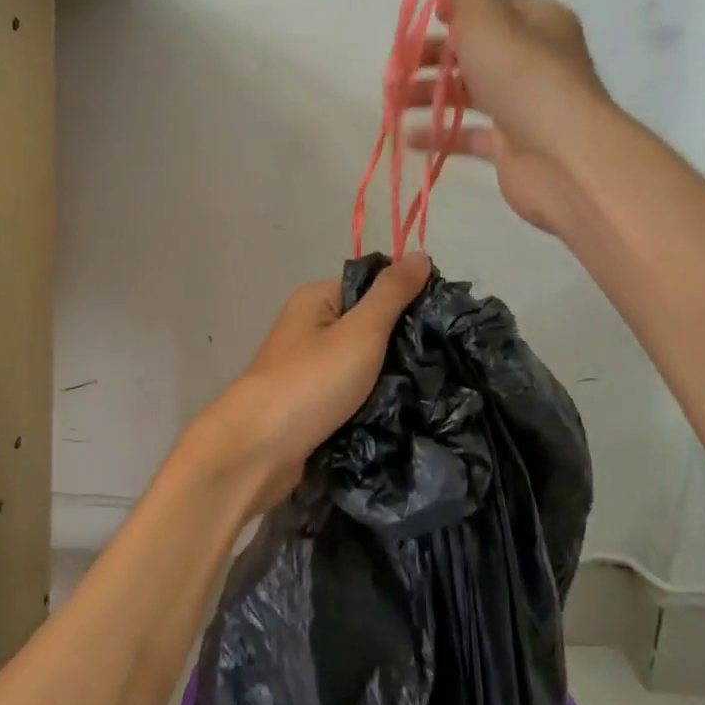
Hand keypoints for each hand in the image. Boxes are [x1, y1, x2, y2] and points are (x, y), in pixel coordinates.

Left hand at [180, 252, 433, 514]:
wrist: (259, 451)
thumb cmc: (311, 382)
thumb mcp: (360, 331)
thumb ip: (392, 294)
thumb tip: (421, 254)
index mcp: (316, 299)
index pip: (371, 284)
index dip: (407, 295)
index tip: (445, 318)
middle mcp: (309, 327)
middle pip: (367, 323)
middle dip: (402, 340)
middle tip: (444, 355)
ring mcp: (308, 367)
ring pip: (362, 362)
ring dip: (389, 373)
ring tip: (434, 383)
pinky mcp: (311, 403)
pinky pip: (351, 392)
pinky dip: (372, 398)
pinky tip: (403, 408)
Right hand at [406, 0, 614, 233]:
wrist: (562, 157)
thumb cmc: (523, 77)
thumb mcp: (486, 20)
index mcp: (538, 22)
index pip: (494, 7)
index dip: (457, 10)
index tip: (425, 20)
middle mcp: (535, 61)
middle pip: (476, 52)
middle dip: (433, 58)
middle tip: (397, 68)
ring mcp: (524, 106)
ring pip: (469, 94)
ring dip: (429, 96)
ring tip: (394, 102)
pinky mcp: (512, 146)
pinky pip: (470, 135)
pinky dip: (440, 134)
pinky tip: (409, 137)